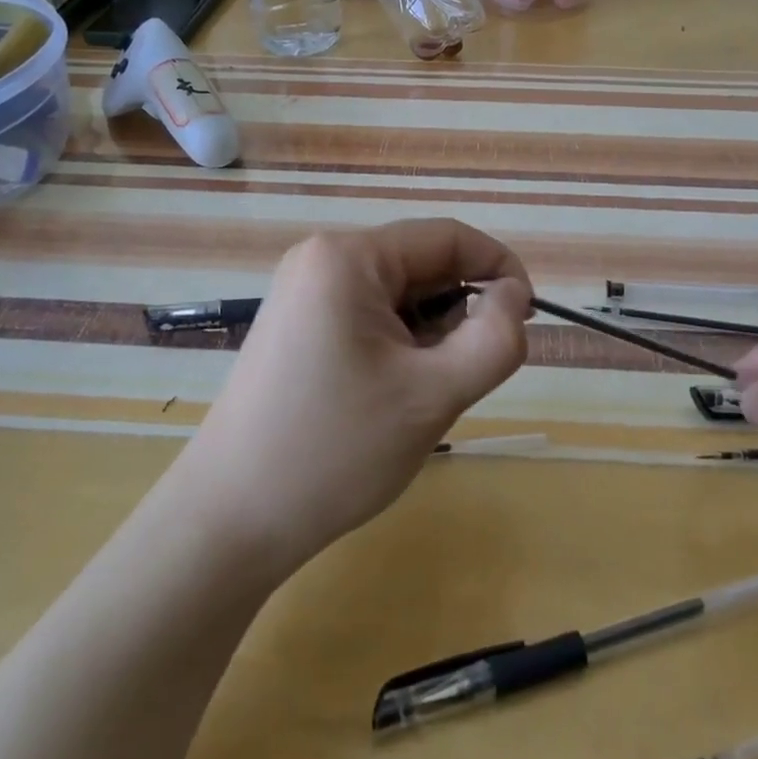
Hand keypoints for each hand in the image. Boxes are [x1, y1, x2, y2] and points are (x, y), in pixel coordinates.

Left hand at [176, 220, 532, 581]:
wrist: (228, 521)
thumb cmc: (335, 452)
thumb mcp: (433, 396)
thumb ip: (494, 340)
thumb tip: (514, 297)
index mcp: (348, 257)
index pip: (448, 238)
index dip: (499, 269)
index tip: (528, 318)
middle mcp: (321, 258)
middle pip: (421, 265)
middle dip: (458, 312)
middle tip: (467, 375)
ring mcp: (303, 290)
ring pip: (398, 294)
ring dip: (429, 334)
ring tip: (419, 394)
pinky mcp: (297, 323)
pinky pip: (369, 314)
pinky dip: (398, 344)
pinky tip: (388, 394)